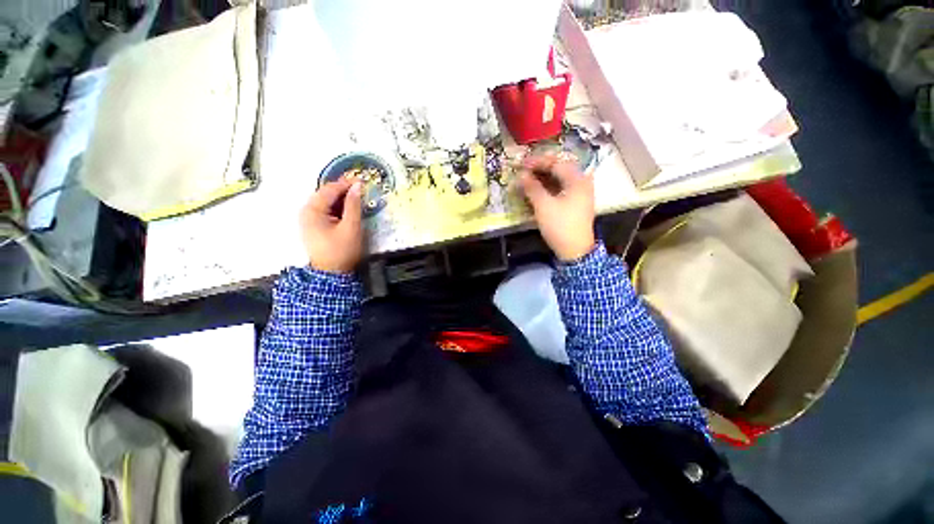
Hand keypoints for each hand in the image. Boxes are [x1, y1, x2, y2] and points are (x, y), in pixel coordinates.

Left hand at [300, 178, 363, 273]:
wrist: (332, 274)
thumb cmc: (342, 250)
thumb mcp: (351, 227)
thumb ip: (354, 205)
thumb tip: (357, 186)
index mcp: (312, 210)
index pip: (329, 190)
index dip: (346, 184)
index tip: (362, 181)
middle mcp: (306, 211)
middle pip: (326, 194)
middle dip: (343, 191)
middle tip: (361, 190)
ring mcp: (308, 219)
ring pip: (326, 202)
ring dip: (341, 200)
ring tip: (357, 199)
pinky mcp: (314, 226)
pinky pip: (326, 211)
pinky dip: (338, 208)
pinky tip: (348, 210)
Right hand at [519, 154, 595, 261]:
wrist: (575, 251)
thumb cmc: (560, 226)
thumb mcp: (543, 206)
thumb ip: (532, 187)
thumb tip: (521, 175)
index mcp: (577, 180)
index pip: (555, 163)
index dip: (537, 162)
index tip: (521, 164)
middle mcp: (581, 183)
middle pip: (559, 169)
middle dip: (540, 169)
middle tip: (524, 170)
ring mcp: (580, 194)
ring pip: (560, 180)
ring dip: (543, 178)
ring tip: (528, 179)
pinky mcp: (576, 204)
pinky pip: (561, 189)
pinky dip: (549, 188)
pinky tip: (538, 190)